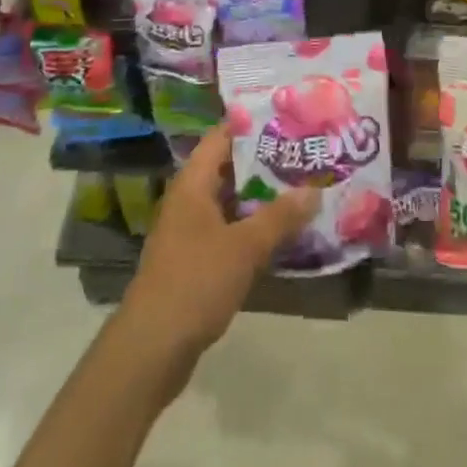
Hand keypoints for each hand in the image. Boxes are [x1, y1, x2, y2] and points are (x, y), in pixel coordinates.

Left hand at [118, 126, 318, 371]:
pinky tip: (283, 233)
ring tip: (303, 188)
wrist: (152, 348)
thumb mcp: (245, 247)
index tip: (288, 118)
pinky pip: (229, 230)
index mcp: (193, 183)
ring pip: (231, 202)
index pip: (222, 136)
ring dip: (262, 197)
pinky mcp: (195, 260)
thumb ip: (281, 216)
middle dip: (265, 162)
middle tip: (305, 153)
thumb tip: (315, 189)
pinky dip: (253, 227)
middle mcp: (189, 200)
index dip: (252, 124)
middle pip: (229, 168)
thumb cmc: (195, 282)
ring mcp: (190, 231)